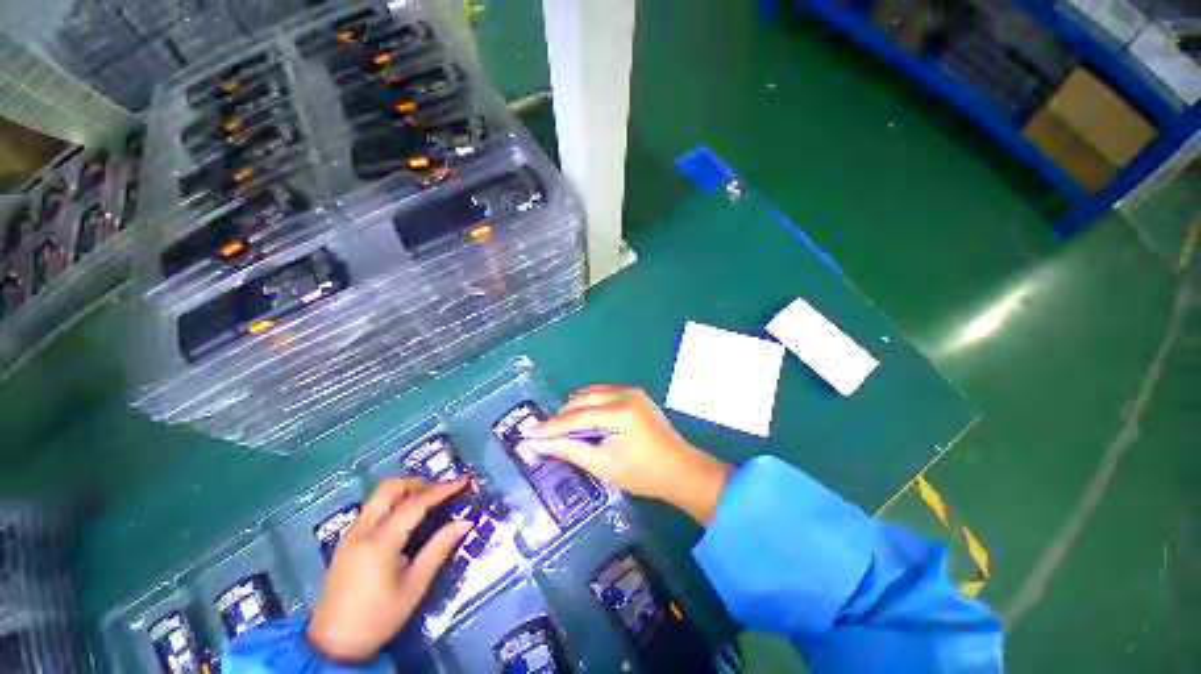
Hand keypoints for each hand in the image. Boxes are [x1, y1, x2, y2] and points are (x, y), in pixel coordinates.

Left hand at [307, 477, 471, 661]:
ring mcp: (351, 533)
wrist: (332, 645)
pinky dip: (395, 501)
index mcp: (379, 542)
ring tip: (430, 501)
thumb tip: (465, 522)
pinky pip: (374, 507)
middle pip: (391, 486)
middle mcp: (362, 529)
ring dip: (407, 489)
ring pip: (380, 494)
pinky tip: (408, 517)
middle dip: (420, 481)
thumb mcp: (414, 587)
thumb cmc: (378, 618)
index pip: (415, 503)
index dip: (442, 489)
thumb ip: (439, 549)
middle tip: (442, 490)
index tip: (464, 481)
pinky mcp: (348, 540)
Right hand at [530, 386, 732, 524]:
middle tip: (546, 432)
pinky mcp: (636, 395)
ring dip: (575, 407)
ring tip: (563, 426)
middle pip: (583, 398)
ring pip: (592, 392)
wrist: (681, 470)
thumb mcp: (604, 466)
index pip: (576, 417)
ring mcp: (632, 391)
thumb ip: (572, 451)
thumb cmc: (643, 474)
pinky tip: (585, 418)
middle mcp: (624, 394)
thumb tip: (541, 445)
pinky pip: (605, 393)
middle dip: (562, 415)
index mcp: (618, 412)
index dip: (551, 426)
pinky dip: (590, 403)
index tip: (529, 433)